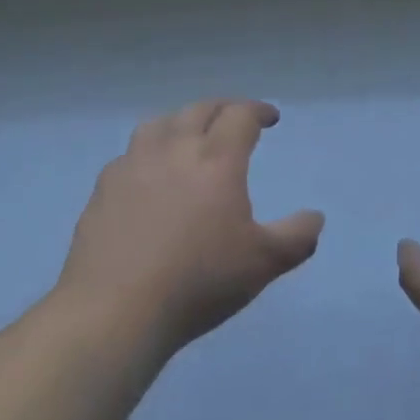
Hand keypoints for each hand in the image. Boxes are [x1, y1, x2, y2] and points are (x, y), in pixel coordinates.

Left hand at [57, 99, 323, 358]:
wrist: (116, 310)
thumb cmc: (198, 281)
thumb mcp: (262, 263)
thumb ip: (296, 237)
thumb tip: (316, 217)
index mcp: (217, 158)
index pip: (241, 114)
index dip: (258, 111)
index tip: (270, 118)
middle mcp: (175, 147)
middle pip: (201, 109)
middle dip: (223, 109)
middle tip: (234, 121)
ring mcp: (134, 164)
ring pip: (160, 122)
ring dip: (181, 121)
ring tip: (189, 136)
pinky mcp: (104, 187)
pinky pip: (130, 154)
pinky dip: (147, 152)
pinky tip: (148, 174)